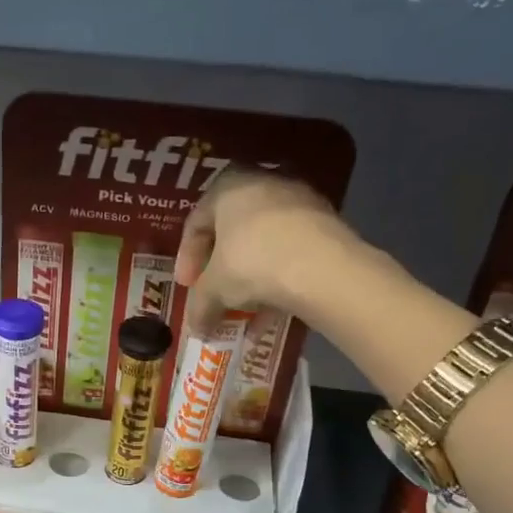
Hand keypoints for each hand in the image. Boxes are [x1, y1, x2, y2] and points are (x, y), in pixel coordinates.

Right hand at [174, 169, 362, 334]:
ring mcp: (299, 203)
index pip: (196, 222)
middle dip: (221, 269)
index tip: (186, 286)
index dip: (187, 258)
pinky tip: (272, 312)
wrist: (321, 267)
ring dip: (250, 278)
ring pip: (264, 244)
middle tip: (214, 295)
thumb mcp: (214, 289)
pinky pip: (290, 253)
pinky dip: (278, 279)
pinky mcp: (325, 225)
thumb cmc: (250, 263)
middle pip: (232, 231)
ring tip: (244, 310)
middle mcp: (264, 183)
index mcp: (228, 186)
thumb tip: (197, 329)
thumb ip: (200, 306)